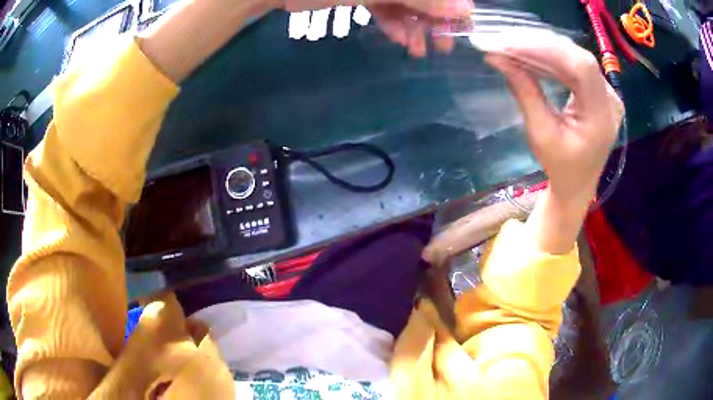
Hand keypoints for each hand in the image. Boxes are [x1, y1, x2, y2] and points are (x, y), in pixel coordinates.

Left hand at [282, 0, 473, 56]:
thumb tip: (465, 9)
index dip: (453, 5)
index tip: (461, 28)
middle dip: (434, 18)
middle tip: (443, 46)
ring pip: (406, 0)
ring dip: (414, 25)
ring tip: (418, 50)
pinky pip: (386, 5)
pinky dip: (393, 22)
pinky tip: (400, 40)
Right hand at [484, 34, 623, 253]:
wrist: (577, 184)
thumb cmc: (560, 167)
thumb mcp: (540, 135)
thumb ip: (525, 93)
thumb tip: (499, 59)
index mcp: (602, 116)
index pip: (580, 67)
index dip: (546, 50)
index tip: (511, 43)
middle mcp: (610, 99)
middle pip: (576, 57)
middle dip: (539, 46)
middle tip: (505, 41)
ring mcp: (607, 93)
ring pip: (573, 57)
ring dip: (542, 50)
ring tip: (512, 45)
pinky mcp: (599, 91)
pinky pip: (574, 65)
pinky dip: (550, 58)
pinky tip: (529, 54)